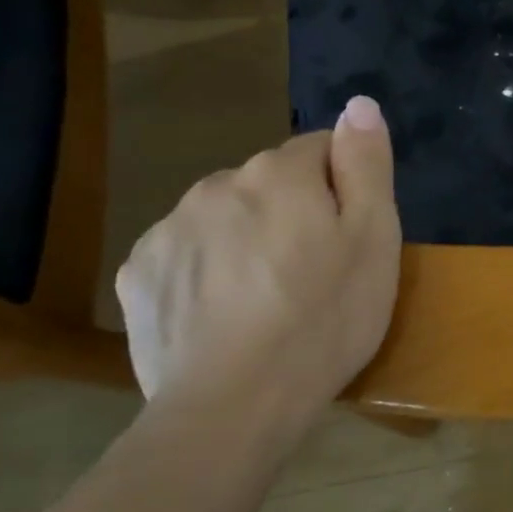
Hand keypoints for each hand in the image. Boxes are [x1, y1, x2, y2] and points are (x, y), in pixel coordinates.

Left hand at [115, 96, 401, 437]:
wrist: (234, 407)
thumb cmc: (324, 319)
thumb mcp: (374, 239)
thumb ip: (366, 163)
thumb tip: (358, 104)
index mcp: (278, 172)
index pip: (320, 150)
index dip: (343, 190)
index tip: (349, 239)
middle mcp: (217, 183)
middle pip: (269, 183)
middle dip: (292, 212)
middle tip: (313, 274)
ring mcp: (168, 229)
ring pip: (225, 217)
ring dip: (247, 239)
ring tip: (267, 300)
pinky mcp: (138, 275)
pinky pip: (185, 254)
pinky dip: (206, 272)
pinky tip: (223, 316)